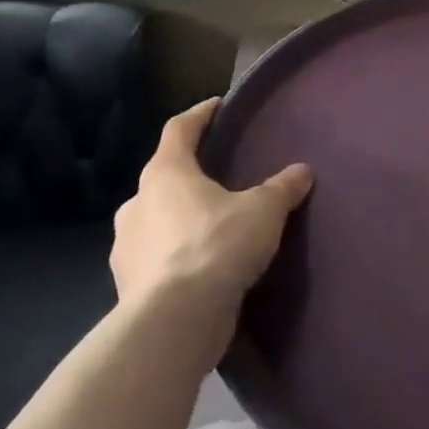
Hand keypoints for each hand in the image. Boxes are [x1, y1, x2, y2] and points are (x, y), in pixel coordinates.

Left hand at [111, 100, 313, 326]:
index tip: (218, 106)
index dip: (200, 115)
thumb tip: (302, 171)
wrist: (175, 321)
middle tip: (221, 177)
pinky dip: (176, 255)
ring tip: (214, 225)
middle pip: (163, 176)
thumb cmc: (217, 246)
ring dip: (180, 218)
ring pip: (156, 219)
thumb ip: (282, 188)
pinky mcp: (128, 285)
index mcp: (165, 174)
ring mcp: (126, 247)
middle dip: (190, 174)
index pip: (179, 129)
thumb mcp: (263, 211)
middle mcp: (137, 204)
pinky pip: (156, 258)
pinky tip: (202, 266)